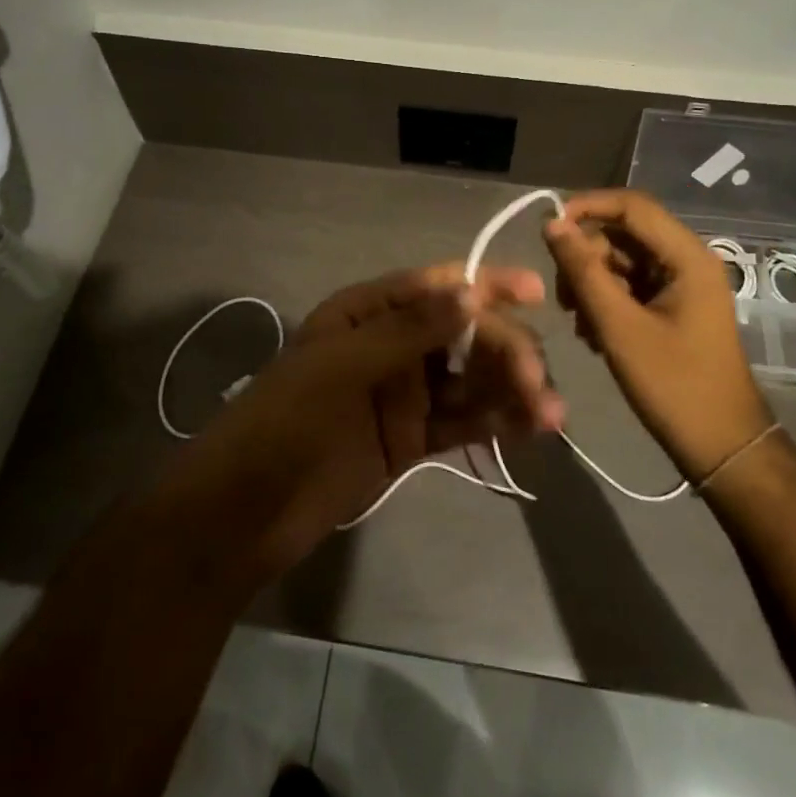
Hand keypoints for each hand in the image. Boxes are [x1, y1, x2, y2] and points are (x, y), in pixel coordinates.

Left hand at [162, 263, 559, 575]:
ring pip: (471, 380)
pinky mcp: (412, 439)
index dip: (485, 285)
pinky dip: (497, 423)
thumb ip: (408, 331)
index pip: (436, 287)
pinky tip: (531, 430)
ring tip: (550, 417)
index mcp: (367, 312)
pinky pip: (463, 422)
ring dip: (512, 390)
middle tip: (536, 387)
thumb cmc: (285, 422)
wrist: (245, 511)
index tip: (533, 293)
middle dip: (505, 352)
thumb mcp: (341, 366)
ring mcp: (404, 393)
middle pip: (464, 334)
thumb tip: (470, 292)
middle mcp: (391, 344)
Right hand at [543, 190, 770, 481]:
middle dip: (586, 256)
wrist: (721, 446)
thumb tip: (552, 224)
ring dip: (592, 283)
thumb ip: (583, 271)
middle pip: (623, 233)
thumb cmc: (674, 385)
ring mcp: (681, 284)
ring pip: (621, 260)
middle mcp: (687, 260)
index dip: (586, 208)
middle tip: (563, 298)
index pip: (631, 205)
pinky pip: (629, 285)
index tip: (547, 231)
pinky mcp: (672, 306)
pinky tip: (593, 334)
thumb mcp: (619, 327)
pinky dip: (606, 301)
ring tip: (579, 323)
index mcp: (686, 257)